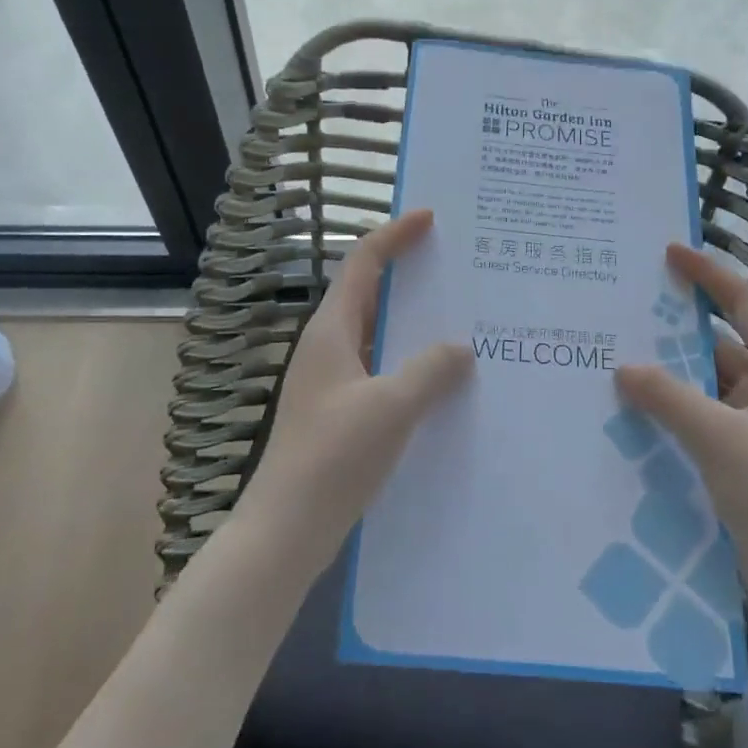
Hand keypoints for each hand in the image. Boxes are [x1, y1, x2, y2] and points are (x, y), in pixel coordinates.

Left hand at [237, 209, 472, 579]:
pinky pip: (380, 369)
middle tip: (454, 266)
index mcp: (331, 331)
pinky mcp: (339, 412)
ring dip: (412, 323)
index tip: (429, 218)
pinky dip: (408, 362)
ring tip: (459, 318)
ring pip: (376, 334)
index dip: (394, 235)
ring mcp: (331, 381)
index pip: (363, 263)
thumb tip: (461, 348)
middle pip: (369, 293)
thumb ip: (430, 370)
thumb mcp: (392, 407)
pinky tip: (440, 379)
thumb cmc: (334, 457)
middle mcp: (328, 347)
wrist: (287, 530)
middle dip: (408, 275)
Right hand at [616, 243, 747, 609]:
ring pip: (708, 384)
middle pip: (721, 344)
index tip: (669, 254)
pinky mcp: (744, 457)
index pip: (745, 305)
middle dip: (677, 330)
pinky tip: (636, 409)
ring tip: (620, 357)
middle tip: (628, 310)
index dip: (709, 275)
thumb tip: (623, 367)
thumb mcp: (718, 438)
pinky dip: (674, 408)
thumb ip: (668, 397)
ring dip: (671, 374)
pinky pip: (702, 416)